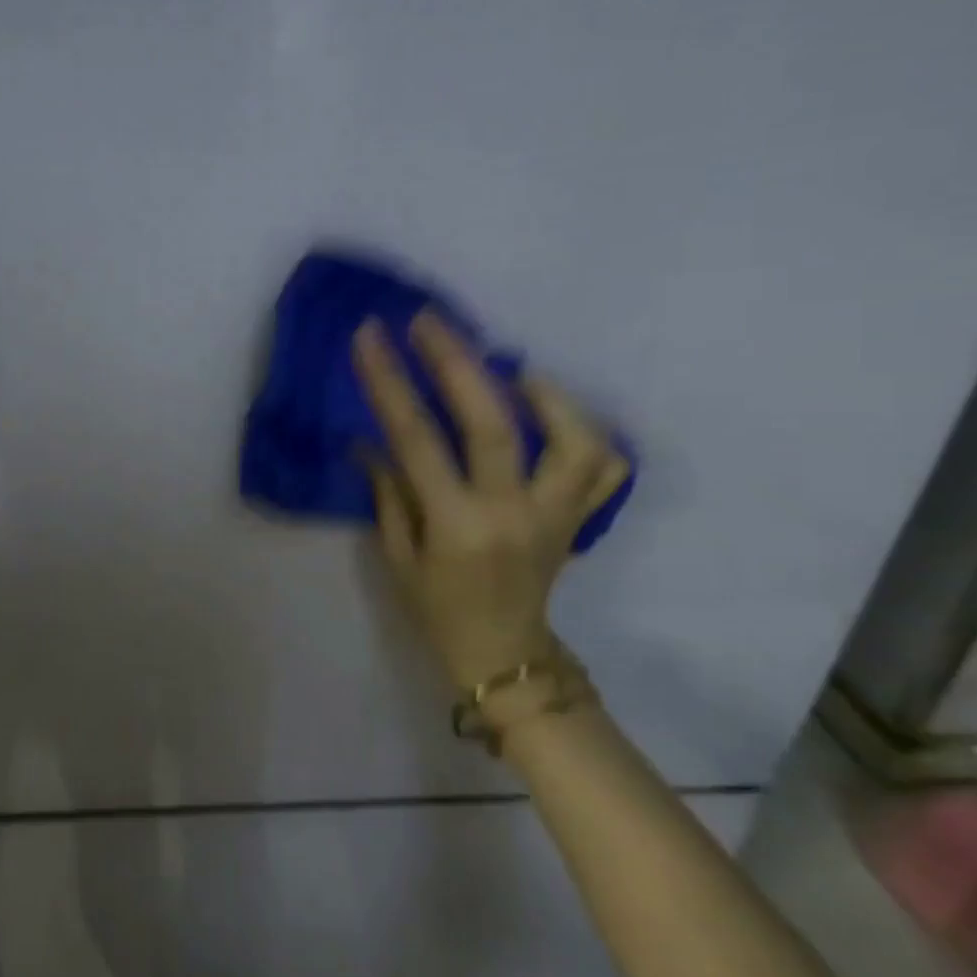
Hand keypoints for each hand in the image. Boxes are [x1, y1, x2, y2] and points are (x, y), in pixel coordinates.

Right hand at [353, 311, 627, 691]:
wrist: (505, 656)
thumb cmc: (437, 609)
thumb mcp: (397, 555)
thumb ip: (389, 491)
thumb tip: (371, 438)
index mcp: (457, 525)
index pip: (417, 439)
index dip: (391, 382)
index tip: (372, 337)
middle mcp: (514, 513)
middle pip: (494, 422)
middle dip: (457, 361)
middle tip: (430, 321)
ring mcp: (558, 514)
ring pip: (576, 438)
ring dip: (545, 392)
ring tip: (512, 367)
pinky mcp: (580, 518)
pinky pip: (605, 466)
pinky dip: (585, 429)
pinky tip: (551, 410)